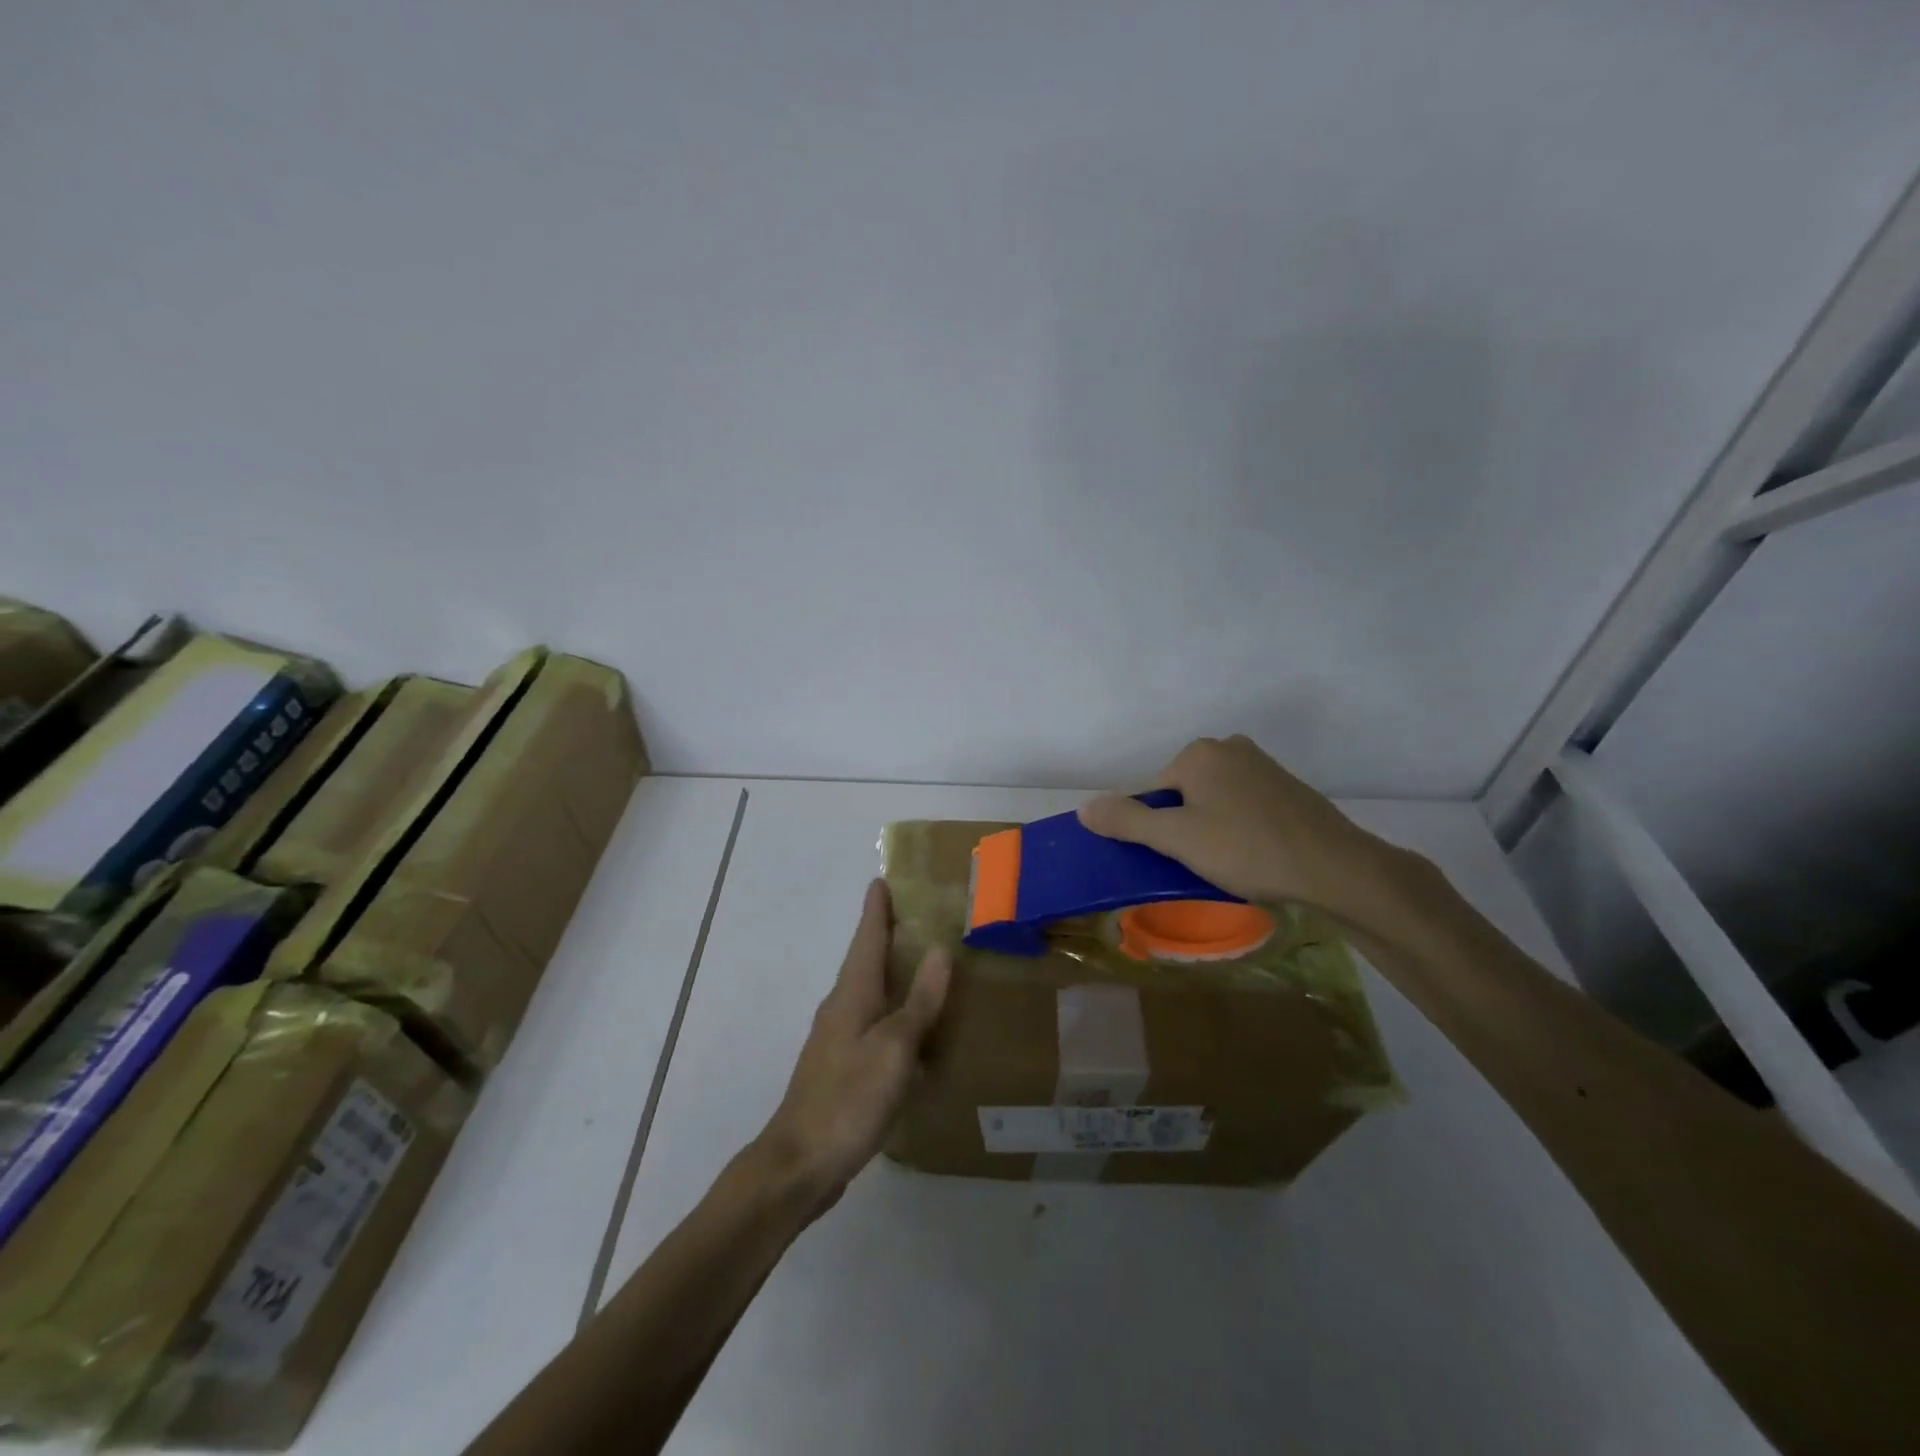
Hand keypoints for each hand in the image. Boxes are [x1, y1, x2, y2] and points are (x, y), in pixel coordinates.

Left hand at [755, 879, 950, 1221]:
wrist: (799, 1164)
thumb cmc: (849, 1098)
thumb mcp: (894, 1048)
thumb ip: (919, 1000)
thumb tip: (940, 949)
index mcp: (852, 994)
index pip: (866, 938)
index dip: (876, 909)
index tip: (882, 880)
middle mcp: (841, 1008)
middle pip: (866, 960)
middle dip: (887, 935)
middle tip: (920, 916)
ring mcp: (839, 1039)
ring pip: (870, 992)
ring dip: (892, 973)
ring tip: (925, 964)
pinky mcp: (843, 1068)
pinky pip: (874, 1023)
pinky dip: (894, 1011)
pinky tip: (915, 1029)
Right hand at [1077, 734, 1413, 924]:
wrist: (1336, 868)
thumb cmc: (1247, 849)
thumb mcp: (1177, 839)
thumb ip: (1127, 821)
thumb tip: (1084, 808)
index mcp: (1198, 753)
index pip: (1153, 794)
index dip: (1157, 830)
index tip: (1176, 858)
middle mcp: (1229, 748)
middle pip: (1183, 794)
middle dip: (1185, 828)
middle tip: (1202, 863)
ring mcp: (1263, 766)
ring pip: (1214, 802)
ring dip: (1212, 829)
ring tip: (1230, 864)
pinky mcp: (1288, 788)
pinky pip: (1245, 807)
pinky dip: (1240, 829)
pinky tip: (1255, 856)